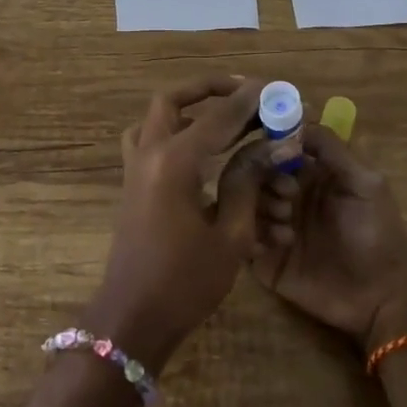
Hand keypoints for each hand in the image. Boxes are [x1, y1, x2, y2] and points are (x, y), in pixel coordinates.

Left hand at [88, 75, 268, 370]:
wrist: (133, 319)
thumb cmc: (185, 283)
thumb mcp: (230, 236)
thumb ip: (247, 183)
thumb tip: (270, 146)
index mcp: (174, 163)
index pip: (218, 117)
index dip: (249, 100)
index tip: (274, 87)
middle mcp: (149, 155)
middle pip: (173, 101)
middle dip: (208, 89)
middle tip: (244, 92)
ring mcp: (135, 169)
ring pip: (154, 118)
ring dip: (186, 107)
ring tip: (222, 113)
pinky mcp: (133, 185)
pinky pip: (147, 141)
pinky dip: (171, 131)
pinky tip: (200, 148)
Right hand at [252, 124, 406, 352]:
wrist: (380, 297)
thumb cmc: (377, 234)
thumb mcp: (365, 182)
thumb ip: (331, 147)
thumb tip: (295, 117)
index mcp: (309, 173)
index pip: (275, 145)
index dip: (270, 143)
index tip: (275, 150)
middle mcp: (286, 194)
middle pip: (252, 170)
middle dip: (264, 176)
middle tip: (288, 195)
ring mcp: (271, 225)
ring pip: (242, 200)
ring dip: (263, 206)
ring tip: (288, 226)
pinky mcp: (261, 257)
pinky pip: (239, 235)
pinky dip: (254, 234)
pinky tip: (282, 244)